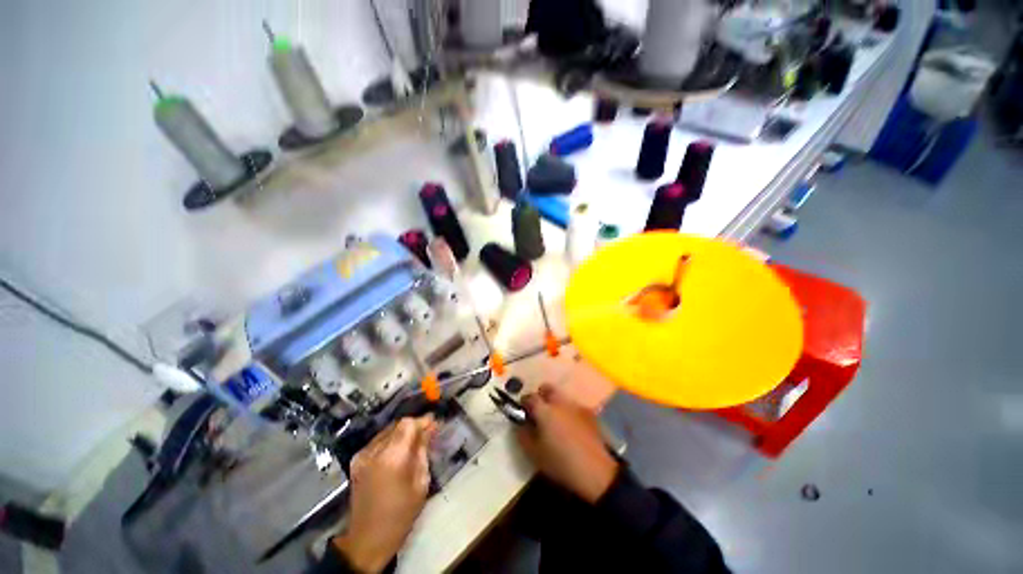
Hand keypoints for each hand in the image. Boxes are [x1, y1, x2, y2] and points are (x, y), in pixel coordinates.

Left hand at [334, 416, 436, 572]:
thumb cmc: (400, 515)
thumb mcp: (420, 483)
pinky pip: (378, 440)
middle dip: (414, 426)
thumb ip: (423, 452)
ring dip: (402, 433)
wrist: (367, 539)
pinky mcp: (356, 461)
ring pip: (388, 430)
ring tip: (413, 443)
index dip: (422, 421)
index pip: (408, 424)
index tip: (434, 424)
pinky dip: (391, 441)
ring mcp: (363, 455)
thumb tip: (429, 429)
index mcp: (392, 457)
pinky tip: (398, 452)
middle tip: (427, 433)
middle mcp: (375, 451)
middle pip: (398, 424)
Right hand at [515, 384, 619, 503]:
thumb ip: (523, 435)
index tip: (523, 413)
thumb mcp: (534, 454)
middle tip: (539, 412)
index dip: (524, 403)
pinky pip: (574, 407)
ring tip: (556, 423)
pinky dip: (569, 413)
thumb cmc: (560, 463)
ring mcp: (577, 406)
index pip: (529, 397)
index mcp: (545, 410)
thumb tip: (520, 424)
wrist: (596, 472)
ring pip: (562, 398)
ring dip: (556, 405)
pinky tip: (571, 429)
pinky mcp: (590, 414)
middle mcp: (560, 402)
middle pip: (547, 388)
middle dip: (541, 396)